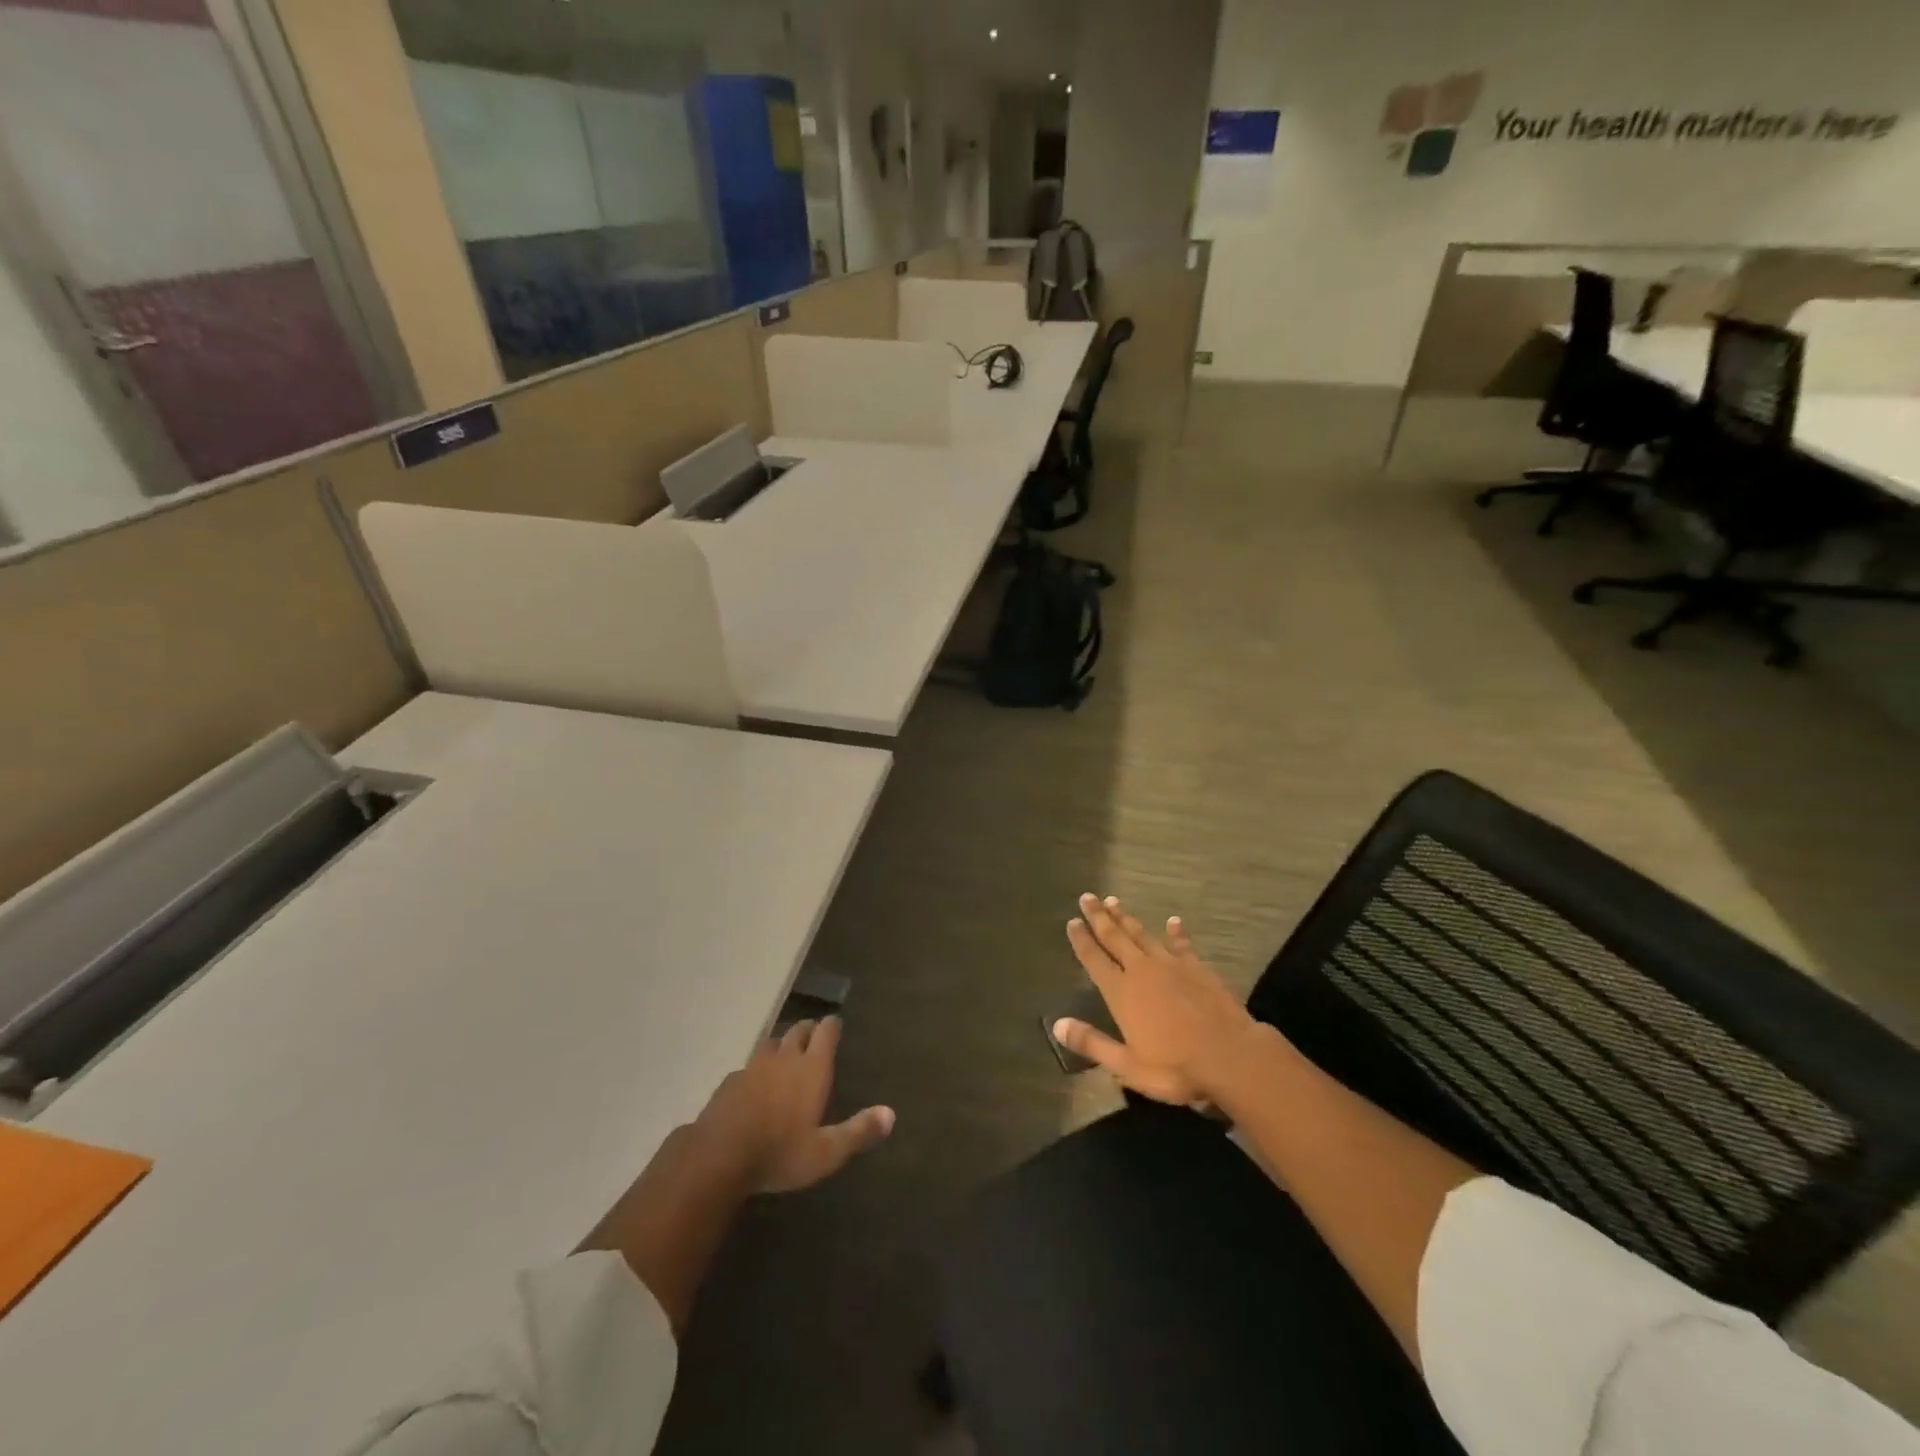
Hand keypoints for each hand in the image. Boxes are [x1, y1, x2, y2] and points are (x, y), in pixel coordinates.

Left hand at [696, 1016, 894, 1193]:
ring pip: (773, 1042)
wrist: (718, 1157)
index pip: (826, 1031)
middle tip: (815, 1035)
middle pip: (799, 1029)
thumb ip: (858, 1131)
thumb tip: (891, 1113)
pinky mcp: (730, 1081)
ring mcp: (754, 1066)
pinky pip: (749, 1064)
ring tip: (787, 1053)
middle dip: (809, 1029)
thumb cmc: (780, 1153)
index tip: (836, 1023)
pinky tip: (756, 1082)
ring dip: (783, 1043)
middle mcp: (785, 1058)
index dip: (833, 1025)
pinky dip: (758, 1067)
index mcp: (811, 1068)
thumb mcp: (826, 1152)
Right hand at [1054, 894, 1263, 1105]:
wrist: (1231, 1056)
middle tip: (1087, 897)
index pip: (1095, 960)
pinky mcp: (1198, 968)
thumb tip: (1057, 1024)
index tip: (1072, 921)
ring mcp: (1172, 966)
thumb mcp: (1127, 1066)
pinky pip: (1182, 944)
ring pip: (1143, 935)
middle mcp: (1142, 971)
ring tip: (1114, 901)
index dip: (1082, 940)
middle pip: (1115, 938)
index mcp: (1122, 993)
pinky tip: (1173, 921)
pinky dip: (1176, 932)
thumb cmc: (1176, 1067)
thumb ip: (1092, 1043)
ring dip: (1127, 918)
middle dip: (1099, 917)